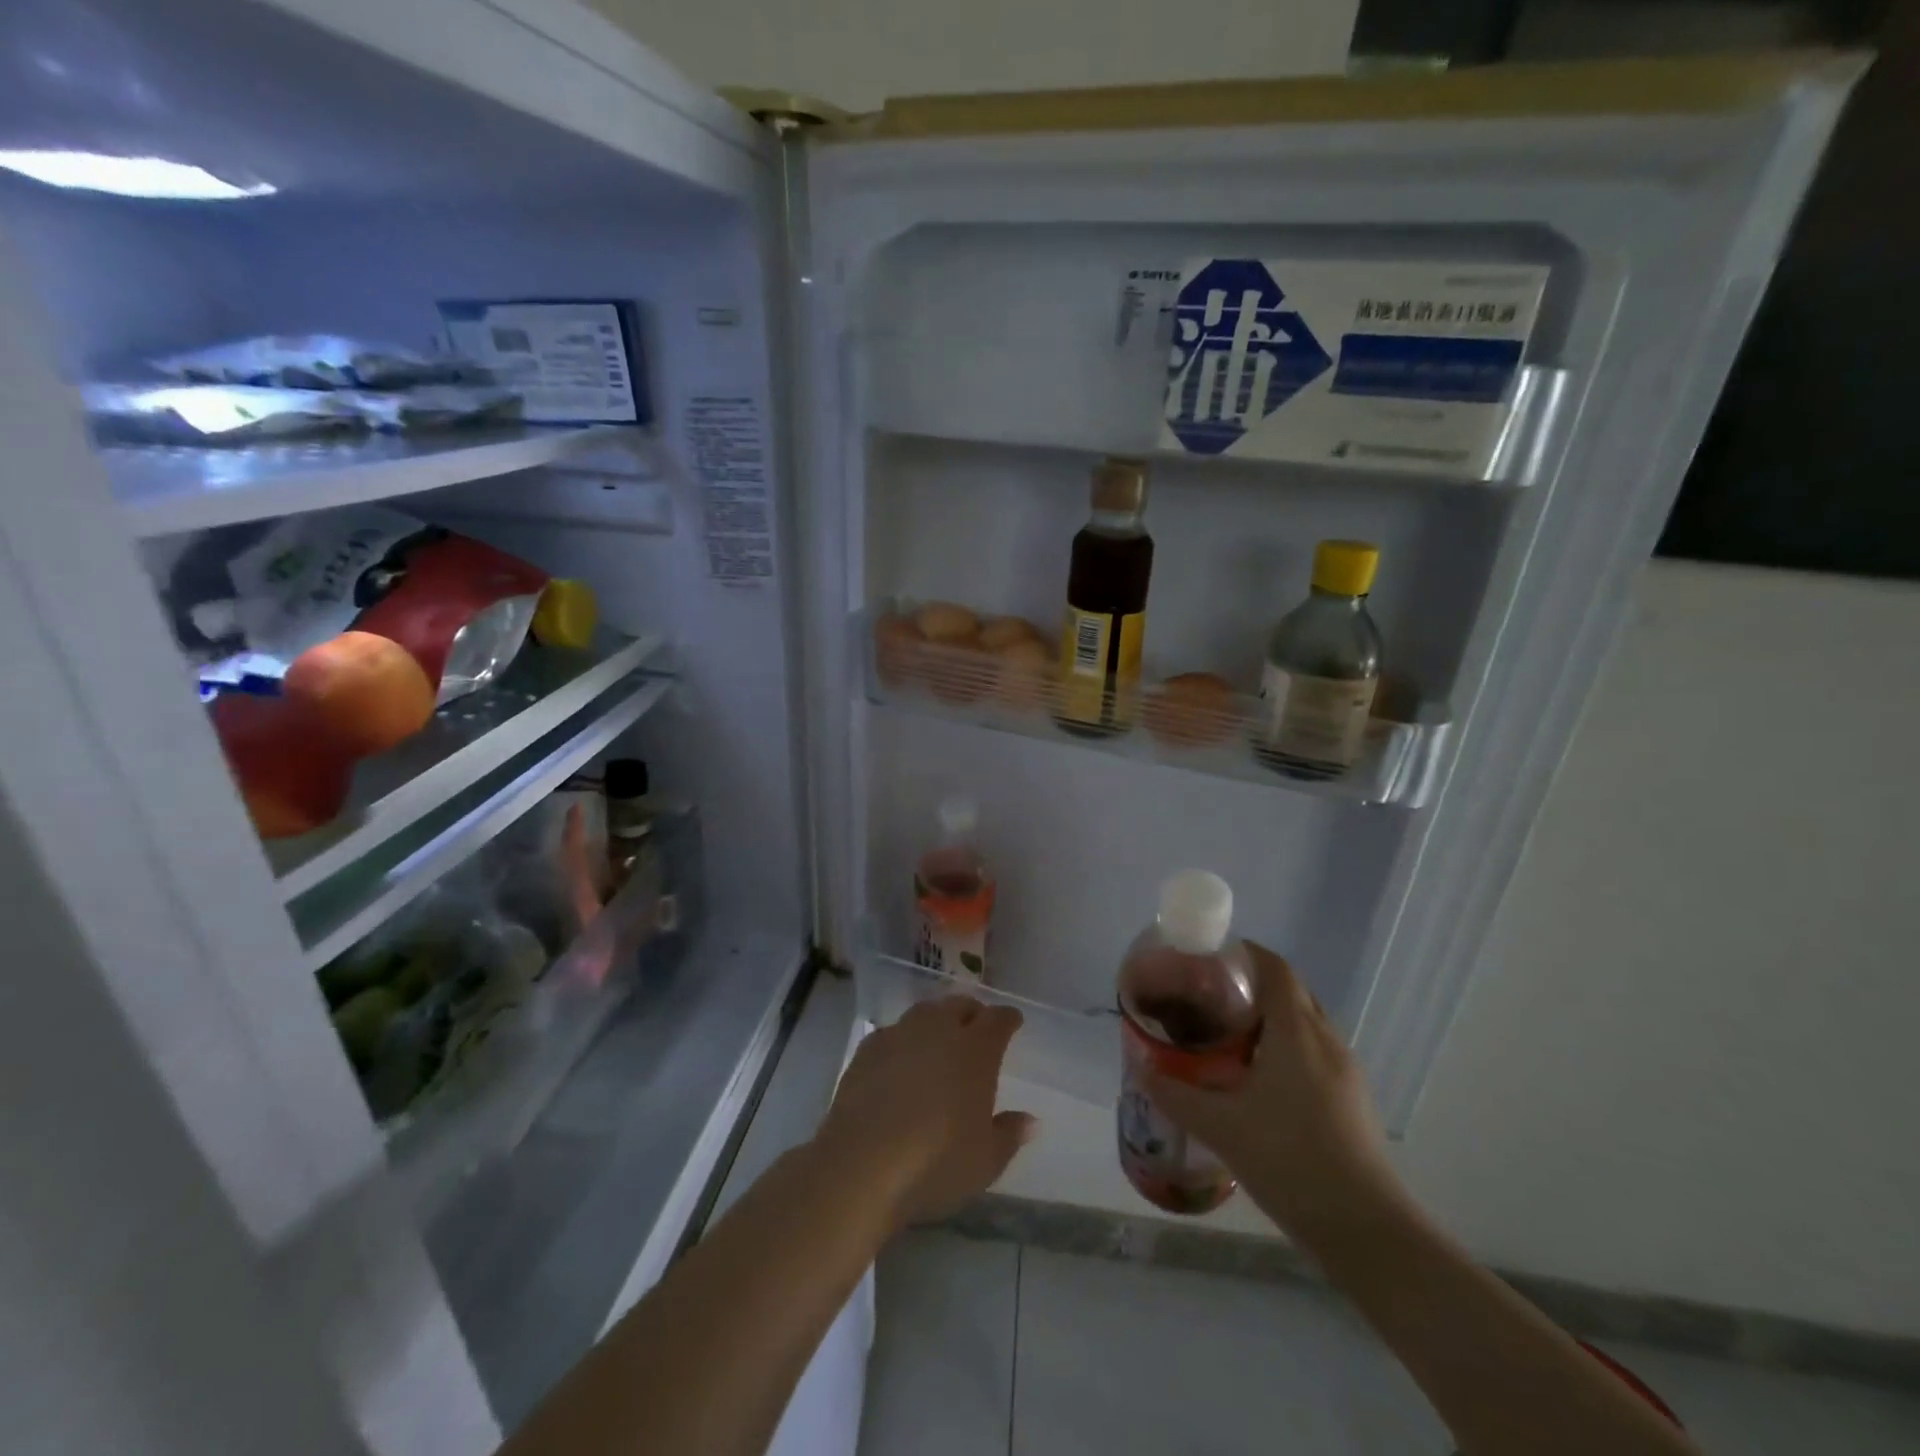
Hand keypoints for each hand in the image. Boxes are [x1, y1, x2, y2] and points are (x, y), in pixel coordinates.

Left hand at [812, 997, 1038, 1231]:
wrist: (862, 1163)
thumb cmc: (936, 1162)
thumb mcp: (986, 1160)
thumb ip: (1009, 1134)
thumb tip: (1030, 1120)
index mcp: (975, 1050)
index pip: (998, 1019)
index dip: (1008, 1019)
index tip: (1013, 1023)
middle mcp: (939, 1030)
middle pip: (960, 1005)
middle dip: (972, 1013)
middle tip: (977, 1029)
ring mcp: (900, 1035)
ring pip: (925, 1012)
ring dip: (937, 1021)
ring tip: (939, 1041)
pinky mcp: (867, 1049)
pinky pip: (893, 1033)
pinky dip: (903, 1040)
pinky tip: (900, 1060)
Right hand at [1142, 945, 1411, 1250]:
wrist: (1366, 1230)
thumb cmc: (1290, 1160)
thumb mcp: (1221, 1127)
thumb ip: (1176, 1095)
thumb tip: (1142, 1071)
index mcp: (1297, 1032)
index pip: (1275, 968)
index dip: (1245, 953)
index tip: (1209, 958)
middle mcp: (1326, 1041)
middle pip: (1291, 991)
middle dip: (1252, 985)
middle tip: (1209, 997)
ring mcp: (1346, 1072)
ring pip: (1305, 1024)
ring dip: (1271, 1019)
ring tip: (1228, 1035)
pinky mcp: (1353, 1100)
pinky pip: (1315, 1053)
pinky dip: (1287, 1048)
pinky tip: (1259, 1080)